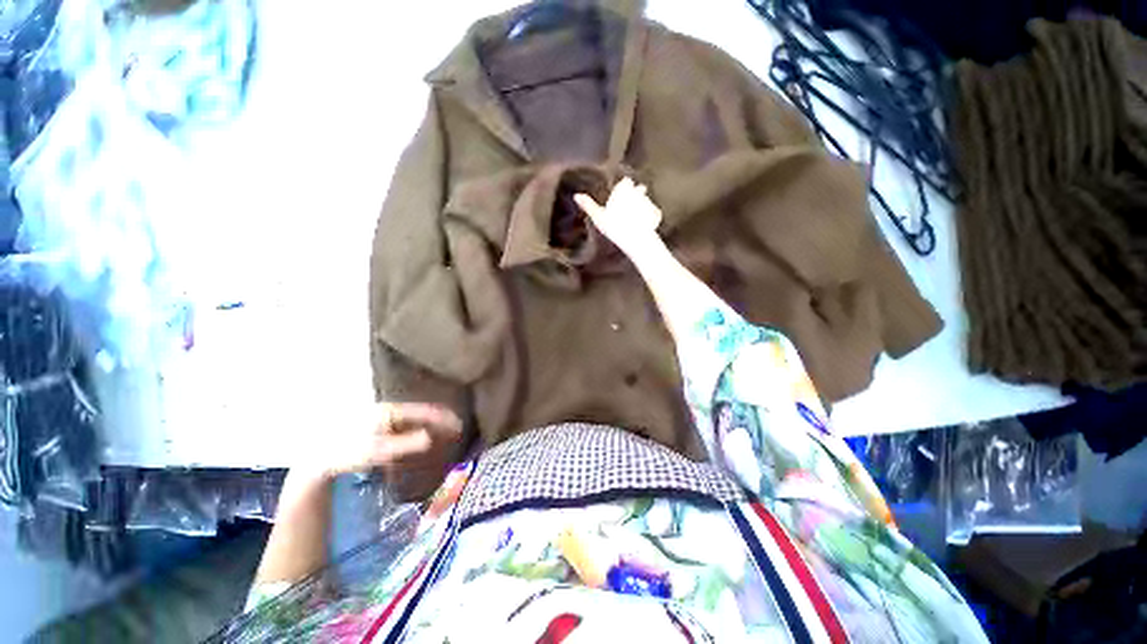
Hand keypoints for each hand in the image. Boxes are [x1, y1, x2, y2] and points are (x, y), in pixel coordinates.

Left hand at [319, 403, 463, 501]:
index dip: (443, 418)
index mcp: (390, 411)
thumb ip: (404, 444)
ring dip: (430, 427)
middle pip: (421, 413)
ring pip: (414, 420)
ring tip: (444, 435)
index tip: (458, 425)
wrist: (319, 460)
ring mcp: (384, 419)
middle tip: (455, 430)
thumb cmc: (348, 453)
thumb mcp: (376, 451)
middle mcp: (389, 411)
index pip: (424, 411)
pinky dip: (418, 432)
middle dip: (439, 421)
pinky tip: (421, 440)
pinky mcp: (379, 429)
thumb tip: (430, 438)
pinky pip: (405, 428)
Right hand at [574, 177, 662, 255]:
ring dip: (643, 205)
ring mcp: (649, 203)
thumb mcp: (599, 217)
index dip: (625, 186)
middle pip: (638, 190)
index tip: (623, 192)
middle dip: (636, 194)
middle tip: (630, 205)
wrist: (636, 239)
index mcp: (624, 191)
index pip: (626, 182)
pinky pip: (653, 213)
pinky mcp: (656, 214)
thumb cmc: (615, 227)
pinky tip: (644, 224)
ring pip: (646, 201)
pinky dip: (650, 217)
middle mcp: (638, 193)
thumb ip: (589, 205)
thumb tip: (576, 195)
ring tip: (636, 217)